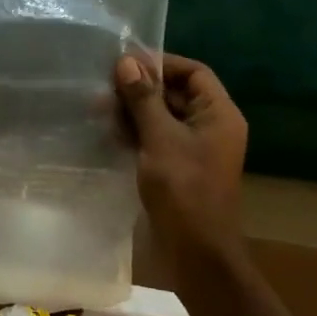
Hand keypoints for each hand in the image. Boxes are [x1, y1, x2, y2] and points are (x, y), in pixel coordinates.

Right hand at [114, 53, 247, 256]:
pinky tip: (108, 131)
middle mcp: (210, 126)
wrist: (196, 253)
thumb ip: (143, 98)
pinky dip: (135, 132)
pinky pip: (156, 138)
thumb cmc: (184, 189)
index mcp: (218, 114)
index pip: (194, 72)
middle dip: (140, 87)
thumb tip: (126, 62)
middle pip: (175, 92)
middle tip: (104, 86)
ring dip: (133, 110)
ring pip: (162, 116)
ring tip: (98, 108)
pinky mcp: (178, 168)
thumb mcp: (160, 138)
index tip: (126, 62)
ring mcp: (194, 149)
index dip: (162, 63)